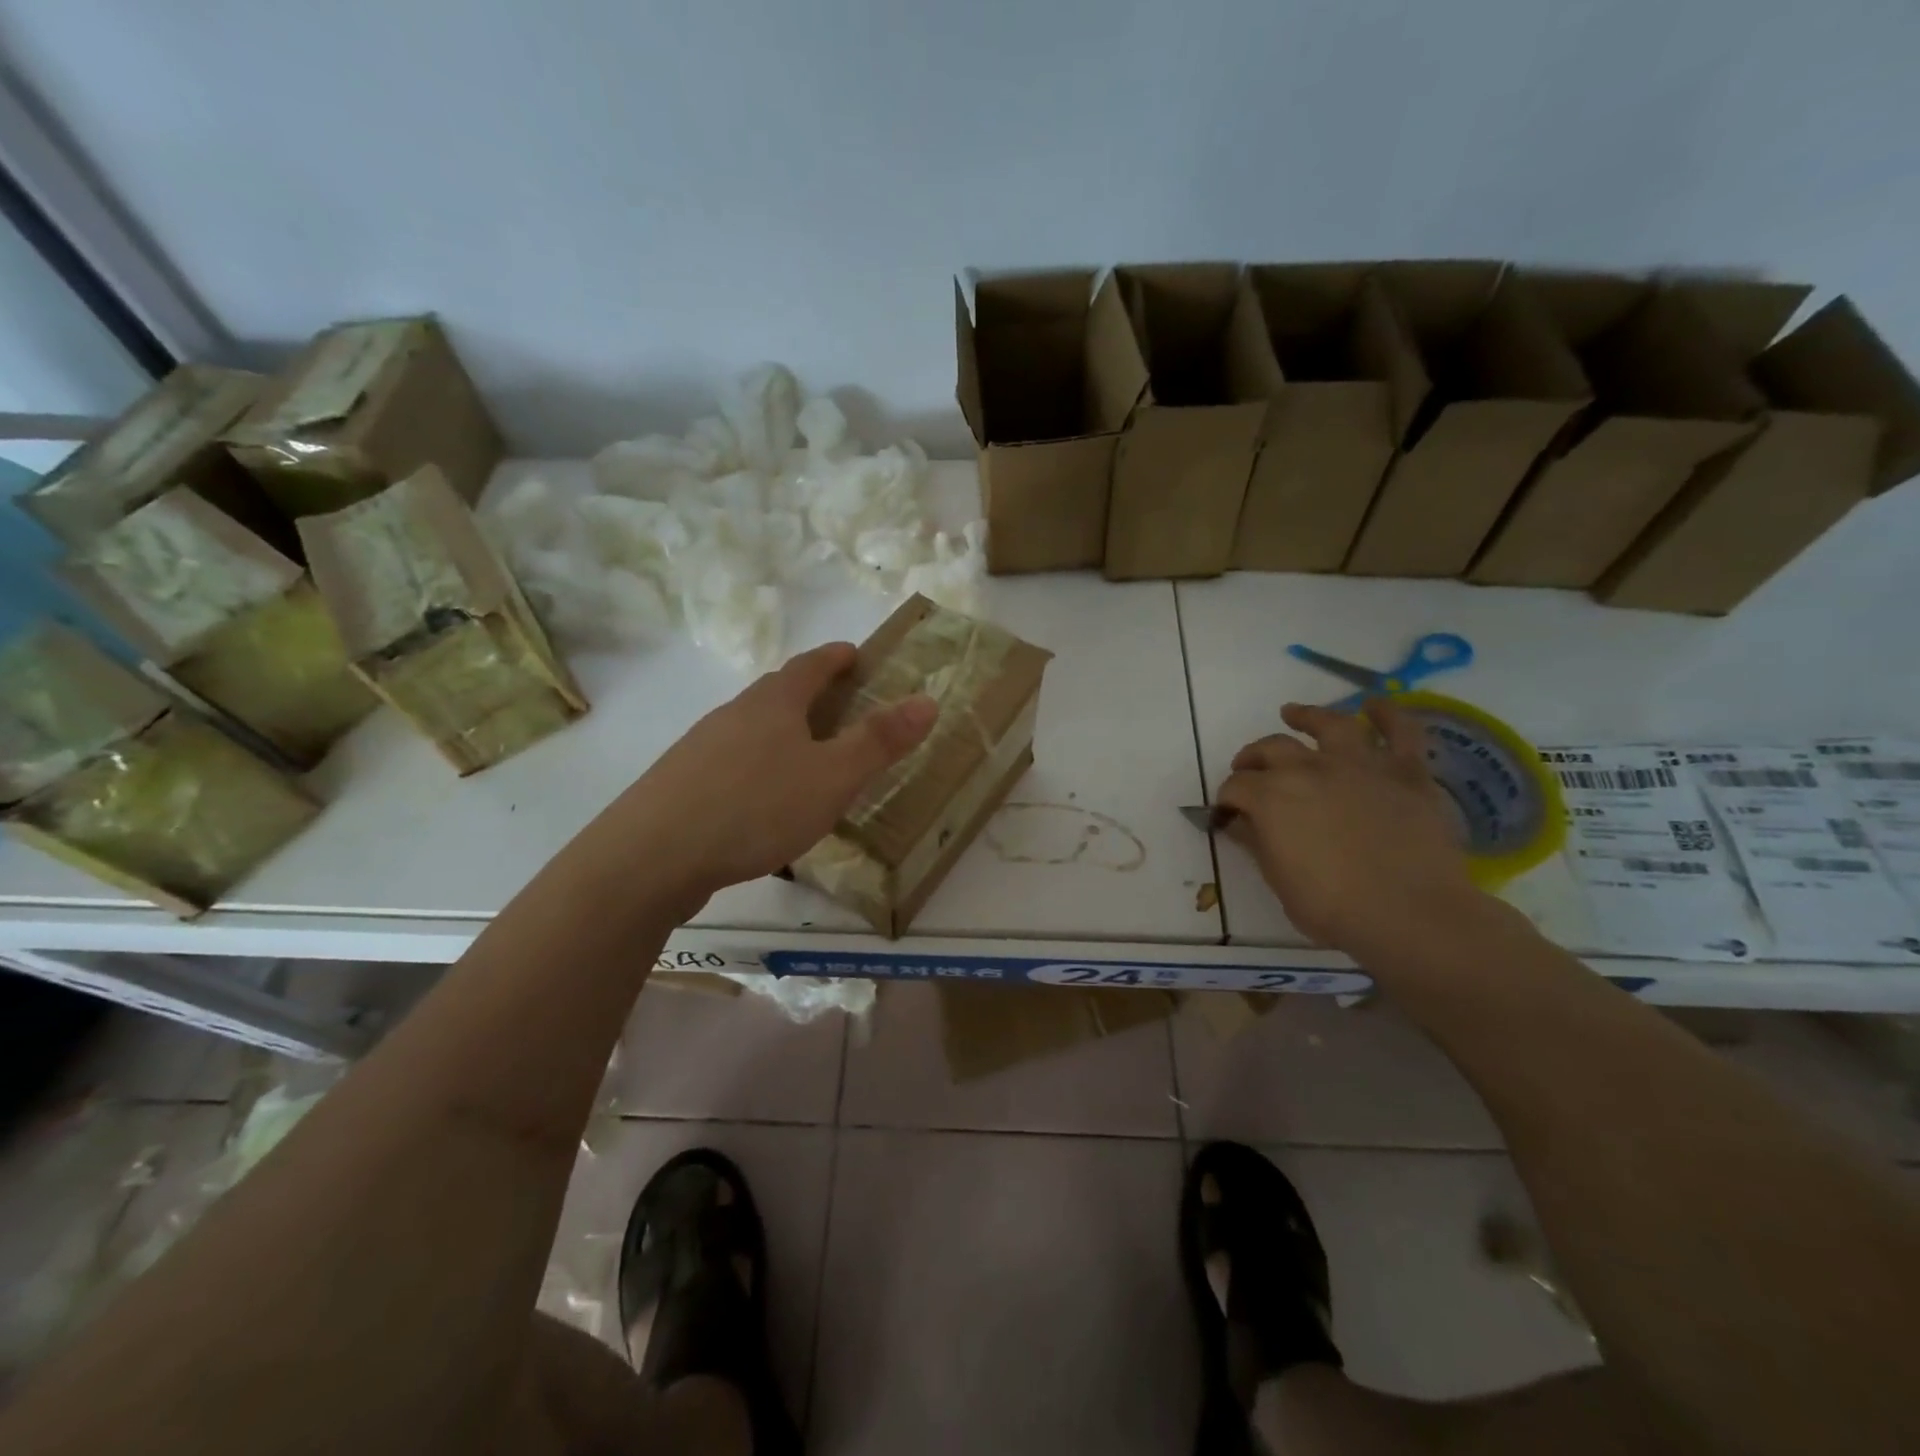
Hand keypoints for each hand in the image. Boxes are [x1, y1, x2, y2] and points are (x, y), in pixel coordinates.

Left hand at [594, 642, 935, 911]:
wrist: (651, 857)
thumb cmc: (755, 807)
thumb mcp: (832, 777)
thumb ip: (879, 742)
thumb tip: (927, 700)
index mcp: (773, 704)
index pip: (810, 665)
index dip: (835, 657)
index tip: (854, 654)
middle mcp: (734, 715)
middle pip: (777, 693)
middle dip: (809, 693)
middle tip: (839, 706)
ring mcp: (701, 748)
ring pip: (751, 729)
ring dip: (781, 732)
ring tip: (805, 756)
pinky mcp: (681, 785)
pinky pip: (731, 763)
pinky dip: (756, 767)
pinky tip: (761, 802)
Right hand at [1216, 698, 1481, 953]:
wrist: (1411, 914)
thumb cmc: (1334, 908)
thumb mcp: (1279, 881)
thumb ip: (1257, 843)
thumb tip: (1240, 822)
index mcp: (1270, 797)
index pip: (1236, 788)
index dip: (1227, 800)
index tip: (1227, 815)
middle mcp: (1309, 768)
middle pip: (1271, 749)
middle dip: (1252, 759)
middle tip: (1248, 770)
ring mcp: (1359, 764)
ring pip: (1328, 724)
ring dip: (1306, 716)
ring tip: (1293, 713)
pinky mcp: (1405, 771)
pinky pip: (1400, 731)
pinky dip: (1387, 714)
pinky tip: (1374, 706)